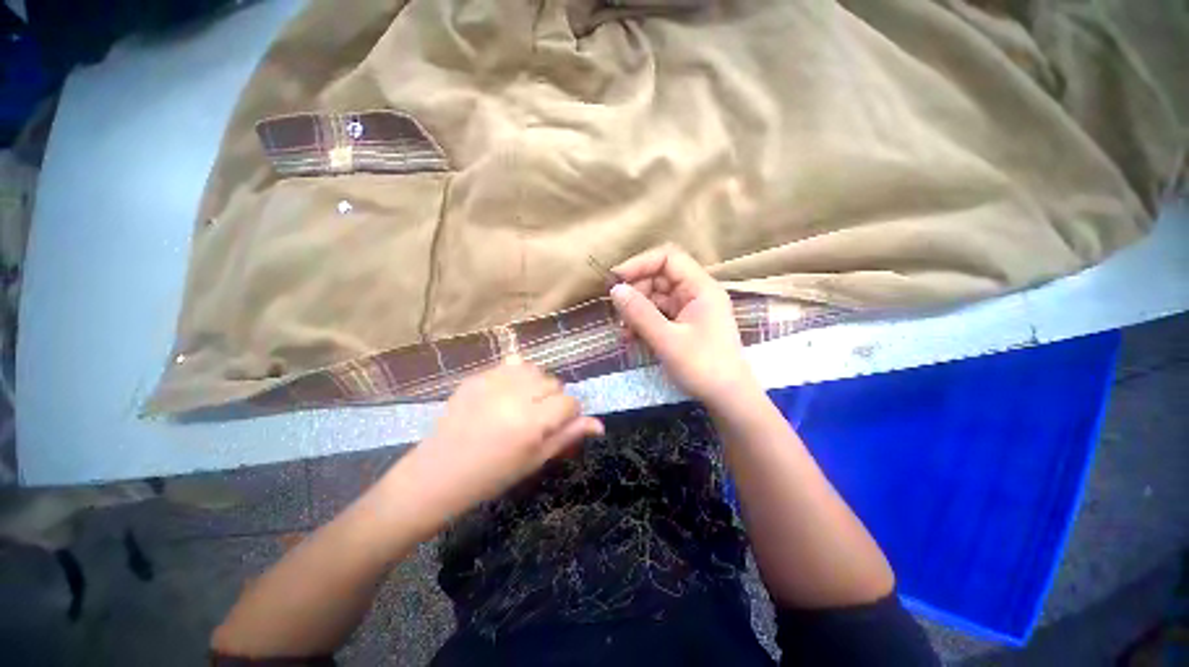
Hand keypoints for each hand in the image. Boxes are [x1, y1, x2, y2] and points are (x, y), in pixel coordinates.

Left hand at [400, 361, 603, 516]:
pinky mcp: (476, 377)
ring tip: (523, 402)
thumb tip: (599, 425)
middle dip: (552, 398)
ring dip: (536, 383)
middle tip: (536, 418)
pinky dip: (515, 376)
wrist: (437, 474)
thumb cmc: (491, 476)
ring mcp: (492, 383)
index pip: (569, 402)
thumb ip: (567, 437)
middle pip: (553, 382)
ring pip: (534, 369)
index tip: (556, 425)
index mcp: (531, 423)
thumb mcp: (534, 461)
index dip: (569, 414)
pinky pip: (509, 365)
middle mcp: (515, 397)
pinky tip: (505, 394)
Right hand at [610, 244, 758, 406]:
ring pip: (656, 297)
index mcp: (700, 288)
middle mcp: (696, 293)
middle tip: (618, 312)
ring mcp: (690, 309)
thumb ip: (640, 313)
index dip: (640, 263)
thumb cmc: (703, 367)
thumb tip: (614, 289)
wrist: (728, 399)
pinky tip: (632, 338)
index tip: (616, 280)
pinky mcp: (684, 325)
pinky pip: (659, 315)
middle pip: (659, 277)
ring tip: (624, 331)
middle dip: (636, 292)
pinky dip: (644, 323)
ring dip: (637, 310)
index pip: (668, 258)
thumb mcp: (668, 340)